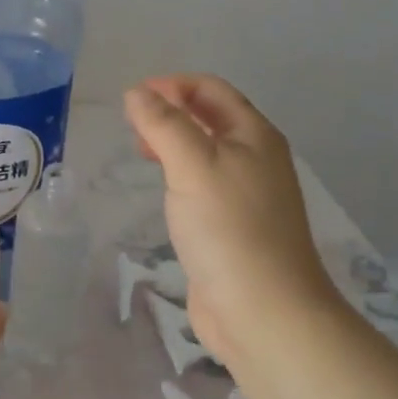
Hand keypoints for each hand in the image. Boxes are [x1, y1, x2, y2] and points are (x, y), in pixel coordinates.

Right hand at [123, 74, 335, 368]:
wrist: (264, 312)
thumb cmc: (230, 229)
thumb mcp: (193, 165)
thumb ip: (164, 124)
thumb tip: (137, 93)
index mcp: (254, 135)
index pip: (211, 90)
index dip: (171, 85)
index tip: (132, 99)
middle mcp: (256, 159)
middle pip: (210, 118)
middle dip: (170, 112)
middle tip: (132, 127)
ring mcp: (247, 195)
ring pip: (205, 152)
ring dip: (173, 143)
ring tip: (140, 153)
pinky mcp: (234, 227)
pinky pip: (203, 185)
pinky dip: (179, 175)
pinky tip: (163, 191)